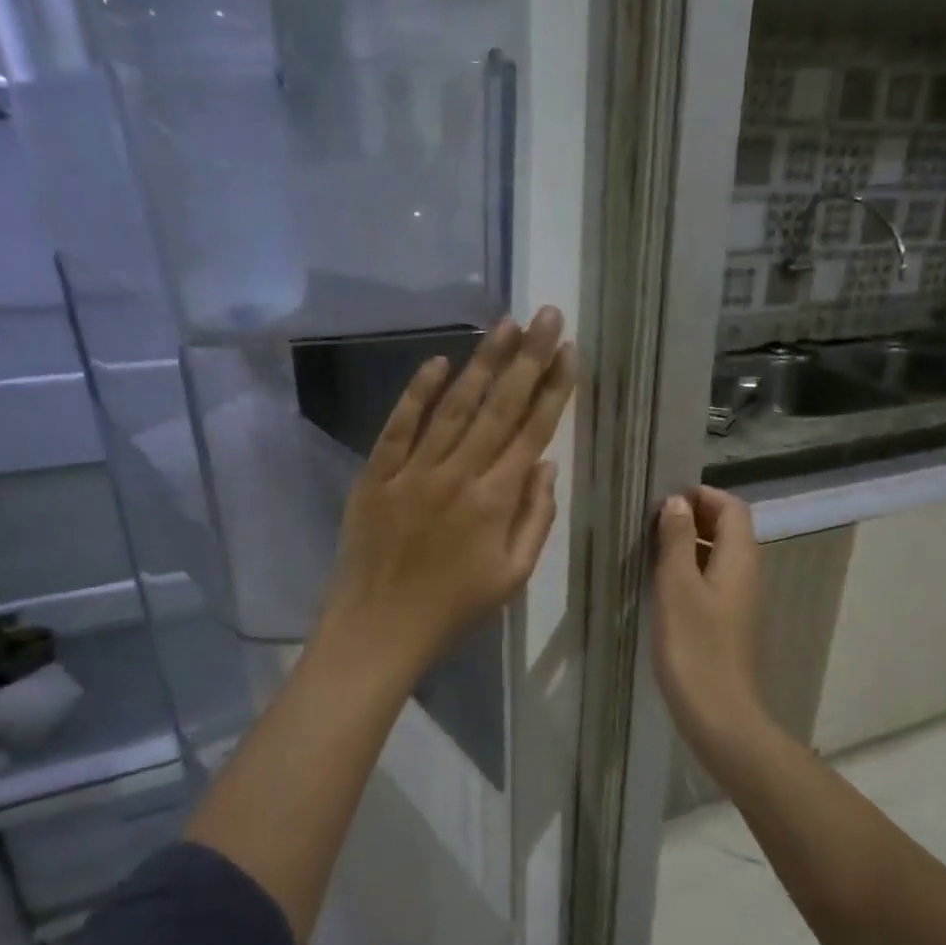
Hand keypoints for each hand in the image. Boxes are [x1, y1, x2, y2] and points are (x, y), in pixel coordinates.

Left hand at [323, 309, 574, 674]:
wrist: (379, 628)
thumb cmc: (455, 608)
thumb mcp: (513, 576)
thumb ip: (535, 518)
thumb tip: (546, 464)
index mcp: (495, 501)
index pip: (532, 431)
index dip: (554, 389)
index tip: (568, 351)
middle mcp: (458, 475)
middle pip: (498, 407)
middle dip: (528, 358)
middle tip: (547, 316)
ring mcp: (413, 471)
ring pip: (453, 406)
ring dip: (482, 363)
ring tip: (505, 325)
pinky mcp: (377, 474)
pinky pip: (399, 426)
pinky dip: (417, 392)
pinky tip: (438, 362)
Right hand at [652, 487, 770, 752]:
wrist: (720, 714)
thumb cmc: (695, 647)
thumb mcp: (677, 587)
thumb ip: (676, 540)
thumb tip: (677, 502)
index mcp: (741, 559)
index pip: (732, 507)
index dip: (702, 496)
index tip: (664, 501)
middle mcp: (748, 573)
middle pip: (729, 529)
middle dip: (694, 517)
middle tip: (653, 523)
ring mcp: (742, 600)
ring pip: (720, 555)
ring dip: (690, 544)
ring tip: (652, 550)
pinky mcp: (731, 622)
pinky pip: (715, 580)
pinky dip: (692, 570)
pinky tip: (664, 586)